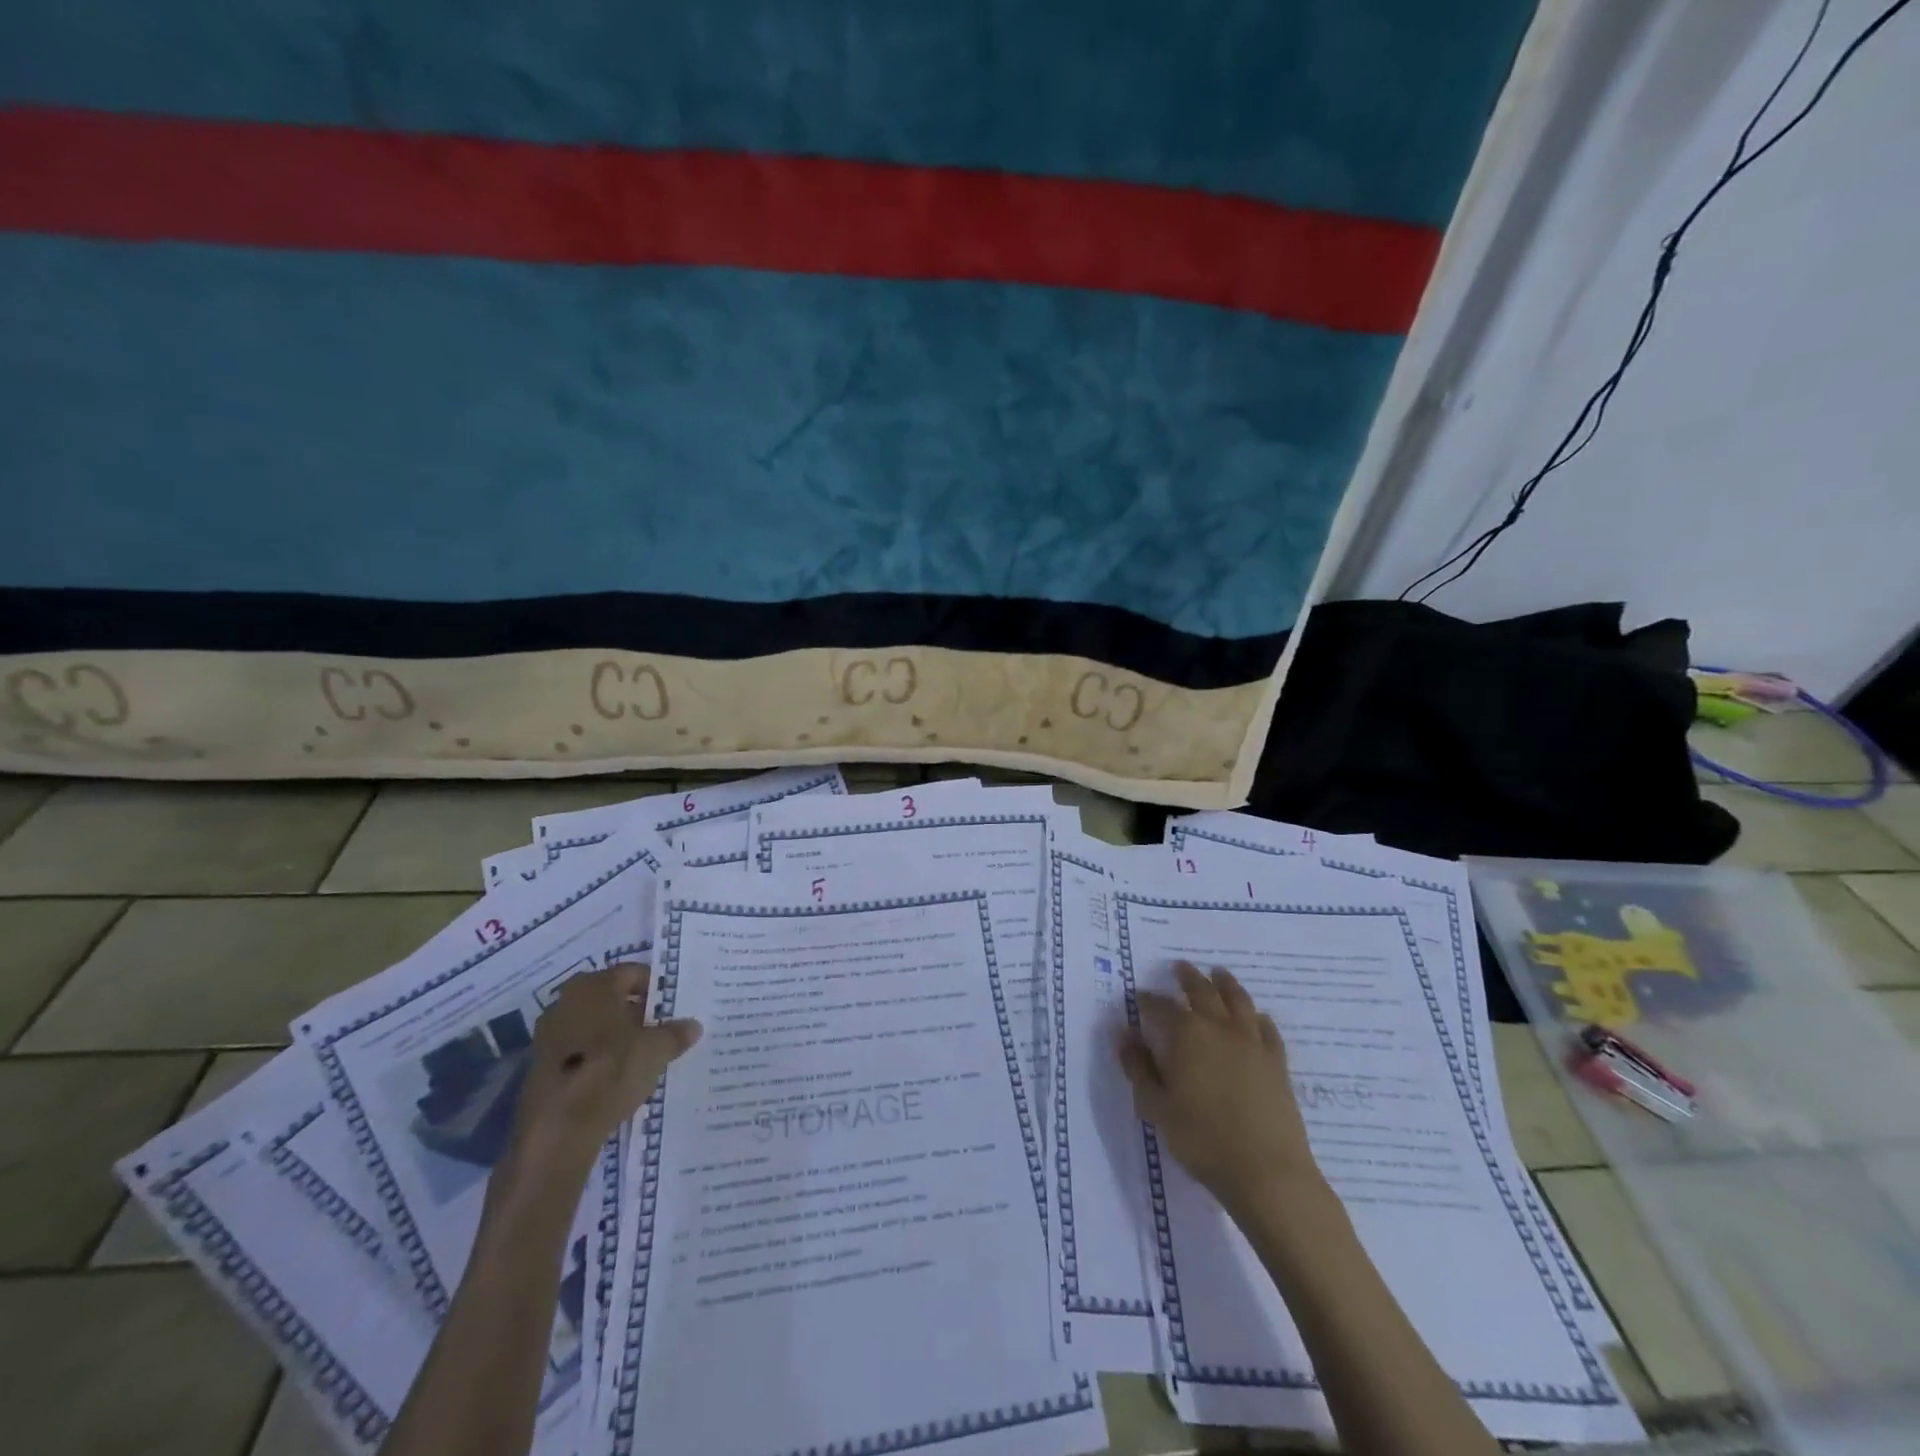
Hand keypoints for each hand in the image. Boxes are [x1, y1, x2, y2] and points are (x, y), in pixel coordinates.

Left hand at [504, 964, 701, 1173]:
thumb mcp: (656, 1050)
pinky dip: (597, 1057)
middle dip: (635, 1011)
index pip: (632, 973)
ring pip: (593, 1024)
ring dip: (615, 1035)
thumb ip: (675, 1034)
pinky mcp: (541, 1065)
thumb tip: (693, 1025)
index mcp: (595, 985)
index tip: (672, 1007)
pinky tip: (616, 1077)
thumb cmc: (611, 1071)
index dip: (655, 988)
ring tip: (642, 1055)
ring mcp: (549, 1034)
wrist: (558, 1128)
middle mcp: (567, 1001)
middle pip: (610, 998)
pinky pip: (579, 1050)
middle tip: (660, 1029)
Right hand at [1117, 962, 1319, 1212]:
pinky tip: (1257, 1017)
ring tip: (1218, 973)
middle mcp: (1219, 1028)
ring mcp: (1252, 1042)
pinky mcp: (1277, 1062)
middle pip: (1202, 991)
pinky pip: (1267, 1029)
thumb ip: (1138, 1067)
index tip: (1138, 996)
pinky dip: (1258, 1017)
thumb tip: (1123, 1034)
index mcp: (1186, 1035)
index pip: (1160, 1007)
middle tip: (1180, 966)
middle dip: (1188, 977)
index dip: (1147, 1000)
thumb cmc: (1202, 1139)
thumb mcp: (1156, 1106)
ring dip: (1226, 983)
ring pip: (1238, 1000)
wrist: (1267, 1172)